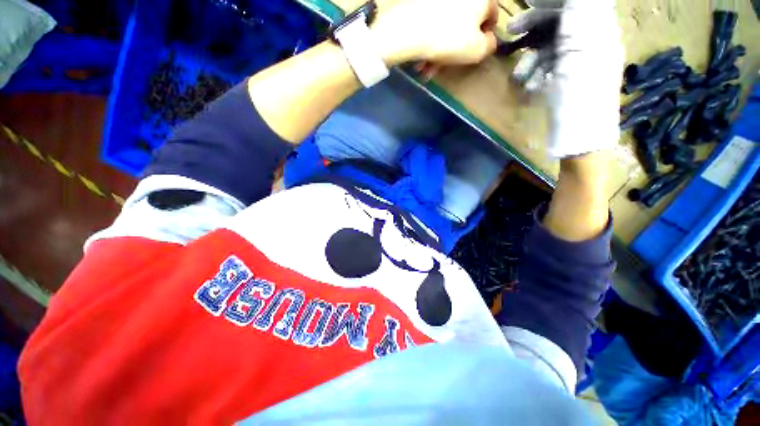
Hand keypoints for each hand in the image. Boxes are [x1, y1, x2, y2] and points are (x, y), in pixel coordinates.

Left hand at [373, 0, 498, 65]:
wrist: (410, 31)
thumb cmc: (450, 40)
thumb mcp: (477, 50)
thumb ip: (489, 46)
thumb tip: (488, 41)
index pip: (492, 15)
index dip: (486, 37)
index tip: (475, 53)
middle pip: (465, 26)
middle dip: (456, 51)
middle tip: (446, 66)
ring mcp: (440, 1)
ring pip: (445, 30)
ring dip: (439, 53)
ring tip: (428, 69)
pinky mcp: (423, 6)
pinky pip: (432, 28)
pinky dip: (429, 44)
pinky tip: (422, 61)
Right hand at [512, 0, 624, 157]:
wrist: (580, 138)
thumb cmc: (578, 99)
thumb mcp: (578, 53)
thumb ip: (578, 18)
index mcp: (598, 33)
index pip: (573, 6)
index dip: (550, 5)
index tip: (525, 10)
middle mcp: (591, 43)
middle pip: (561, 23)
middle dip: (535, 27)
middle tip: (510, 33)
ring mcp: (579, 63)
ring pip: (551, 47)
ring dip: (531, 57)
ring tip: (519, 76)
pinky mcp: (567, 80)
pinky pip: (549, 67)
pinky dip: (535, 73)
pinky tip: (528, 85)